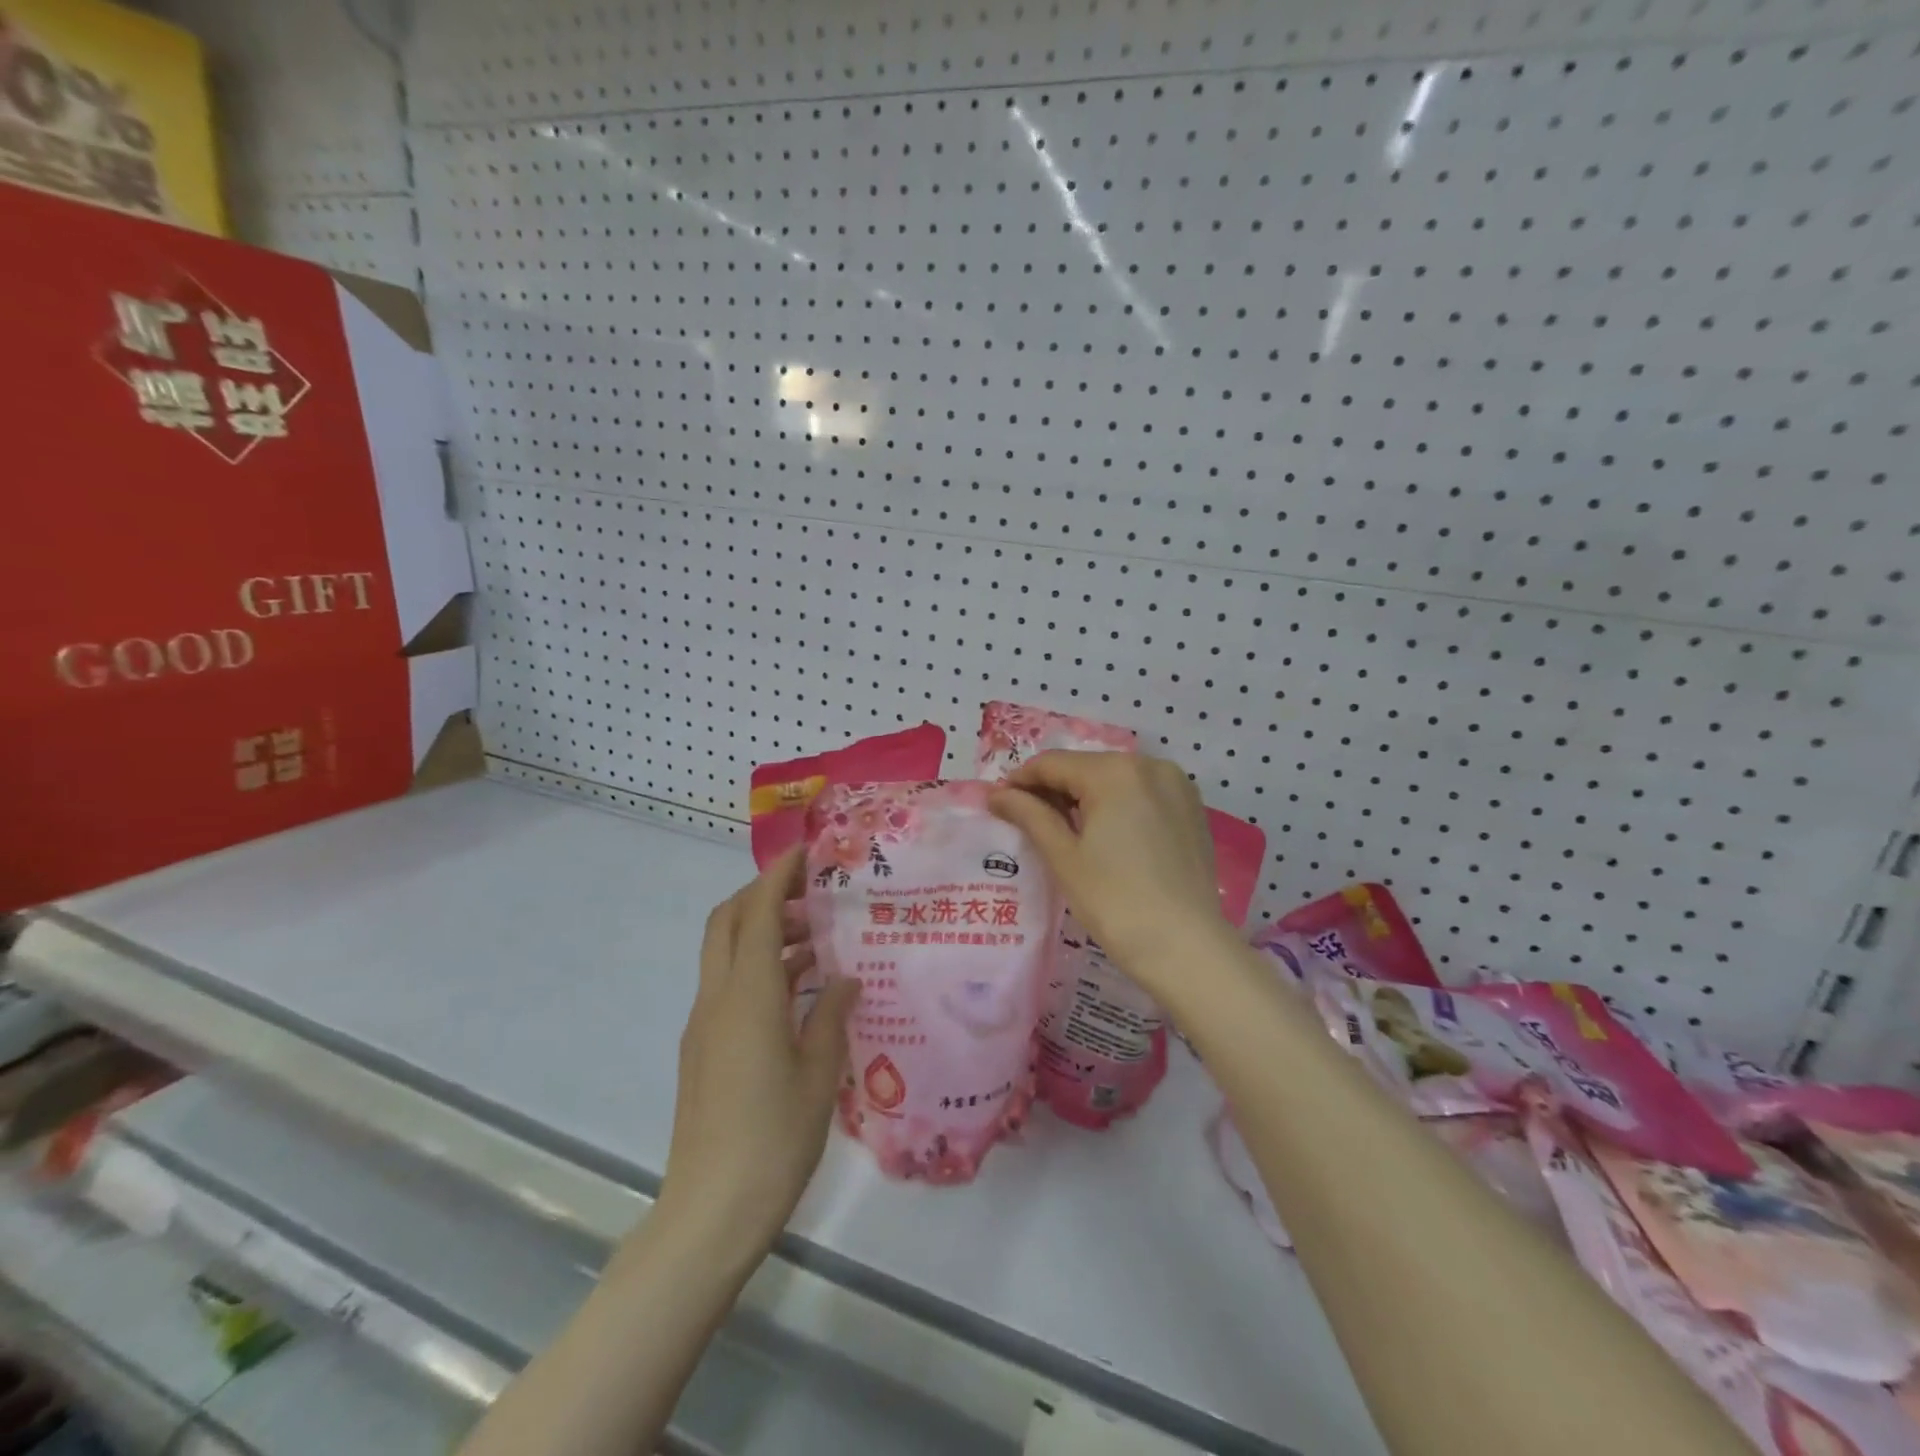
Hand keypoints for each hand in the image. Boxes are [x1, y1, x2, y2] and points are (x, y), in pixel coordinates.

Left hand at [655, 846, 859, 1261]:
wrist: (709, 1212)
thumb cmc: (774, 1138)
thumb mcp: (820, 1073)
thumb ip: (831, 1015)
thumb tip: (846, 978)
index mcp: (748, 995)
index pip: (757, 912)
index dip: (778, 875)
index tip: (805, 852)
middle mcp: (717, 998)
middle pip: (726, 921)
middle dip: (761, 893)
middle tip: (810, 893)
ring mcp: (704, 1024)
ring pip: (724, 952)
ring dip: (760, 931)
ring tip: (814, 940)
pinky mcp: (701, 1049)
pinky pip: (727, 985)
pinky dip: (756, 966)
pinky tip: (797, 990)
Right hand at [989, 750, 1234, 995]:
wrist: (1186, 947)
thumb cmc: (1115, 902)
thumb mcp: (1064, 857)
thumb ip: (1030, 815)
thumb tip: (997, 794)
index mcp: (1115, 772)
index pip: (1054, 764)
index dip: (1021, 780)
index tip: (998, 801)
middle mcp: (1149, 765)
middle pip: (1086, 767)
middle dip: (1053, 788)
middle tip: (1026, 818)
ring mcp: (1176, 785)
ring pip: (1115, 779)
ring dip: (1085, 796)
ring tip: (1062, 829)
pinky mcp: (1191, 808)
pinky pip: (1142, 793)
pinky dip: (1117, 805)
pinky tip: (1104, 834)